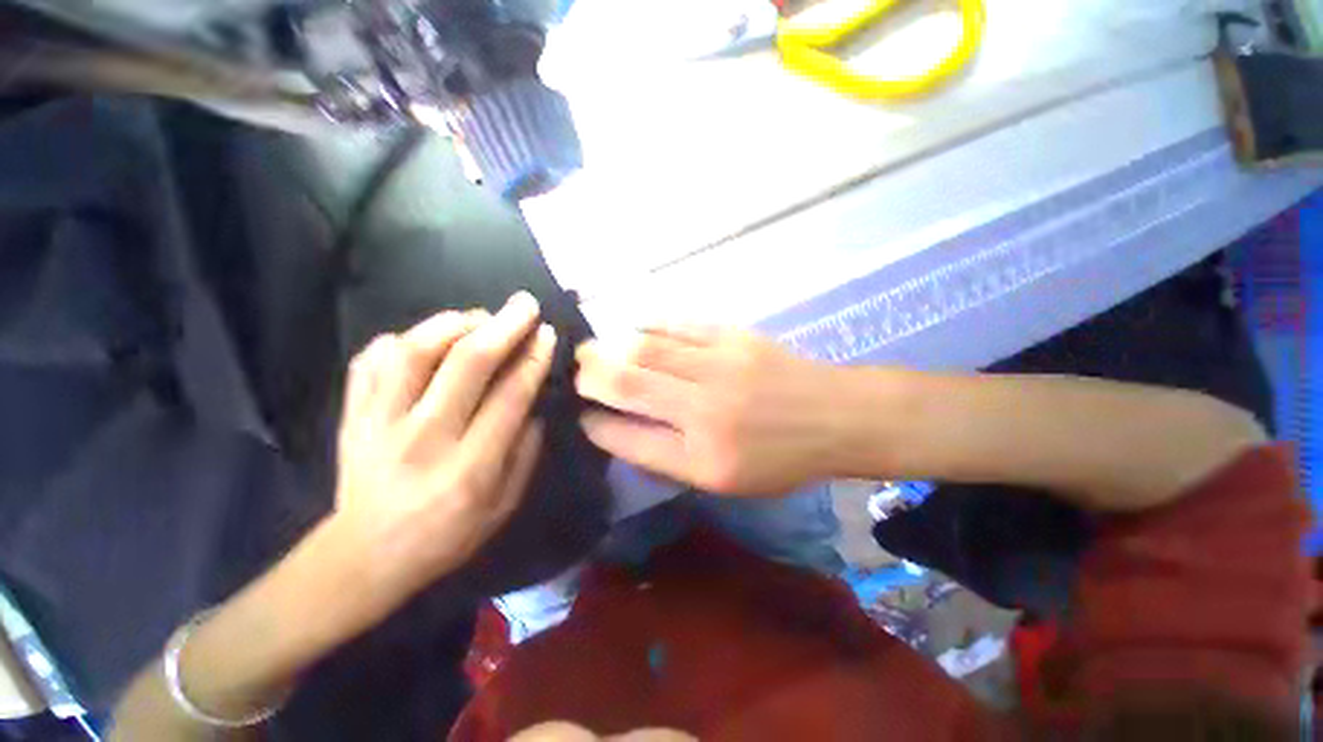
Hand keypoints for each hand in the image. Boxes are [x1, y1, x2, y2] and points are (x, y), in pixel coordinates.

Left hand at [332, 293, 555, 623]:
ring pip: (414, 352)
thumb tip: (533, 403)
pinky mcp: (352, 416)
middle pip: (466, 365)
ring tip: (477, 316)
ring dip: (452, 324)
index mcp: (469, 468)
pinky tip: (426, 338)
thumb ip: (525, 452)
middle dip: (503, 326)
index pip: (509, 397)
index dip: (532, 359)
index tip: (546, 334)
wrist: (366, 555)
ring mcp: (379, 424)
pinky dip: (401, 340)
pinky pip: (371, 361)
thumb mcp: (504, 505)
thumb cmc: (447, 535)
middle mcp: (424, 439)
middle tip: (524, 304)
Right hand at [576, 326, 841, 495]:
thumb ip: (673, 460)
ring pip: (645, 349)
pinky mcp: (732, 337)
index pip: (629, 439)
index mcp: (703, 459)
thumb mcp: (727, 482)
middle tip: (573, 371)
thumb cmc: (781, 459)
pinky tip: (634, 330)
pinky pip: (676, 325)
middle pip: (628, 384)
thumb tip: (625, 432)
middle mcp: (704, 411)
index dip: (596, 426)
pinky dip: (647, 327)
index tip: (581, 417)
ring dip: (610, 347)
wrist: (835, 415)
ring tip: (592, 349)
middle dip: (589, 375)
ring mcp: (719, 366)